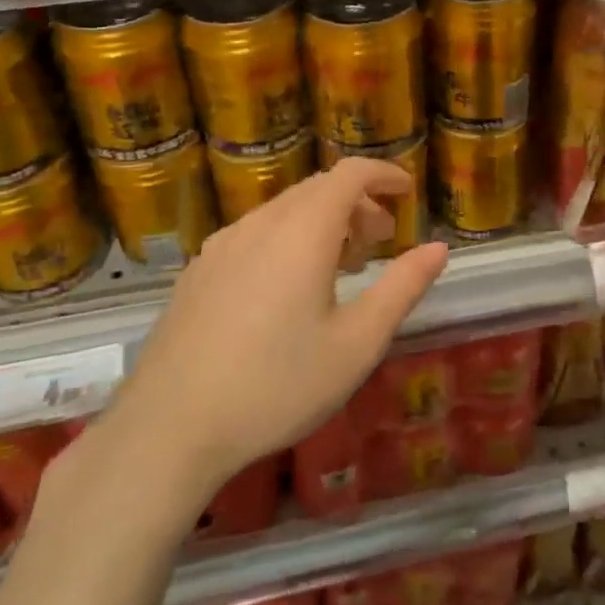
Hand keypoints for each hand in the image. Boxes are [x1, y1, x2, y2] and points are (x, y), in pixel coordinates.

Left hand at [95, 159, 448, 498]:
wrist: (166, 431)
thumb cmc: (275, 386)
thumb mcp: (356, 344)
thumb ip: (402, 288)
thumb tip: (438, 248)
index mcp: (303, 231)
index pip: (349, 173)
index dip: (383, 174)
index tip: (406, 192)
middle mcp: (261, 223)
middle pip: (318, 189)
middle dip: (357, 203)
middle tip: (381, 240)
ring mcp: (223, 245)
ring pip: (285, 210)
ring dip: (322, 221)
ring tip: (339, 268)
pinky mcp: (198, 271)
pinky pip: (256, 233)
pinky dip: (288, 238)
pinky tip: (287, 290)